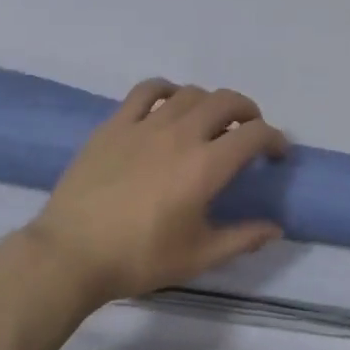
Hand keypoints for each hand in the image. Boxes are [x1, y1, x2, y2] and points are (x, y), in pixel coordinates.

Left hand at [23, 79, 287, 305]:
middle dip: (248, 111)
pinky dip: (168, 90)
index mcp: (206, 166)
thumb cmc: (139, 258)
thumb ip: (242, 238)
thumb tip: (275, 228)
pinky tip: (170, 103)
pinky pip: (147, 91)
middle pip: (226, 101)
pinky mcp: (115, 124)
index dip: (274, 138)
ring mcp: (145, 125)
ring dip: (211, 102)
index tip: (277, 152)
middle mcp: (181, 135)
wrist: (71, 254)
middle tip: (250, 131)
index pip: (254, 135)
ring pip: (190, 93)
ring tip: (211, 121)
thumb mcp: (199, 256)